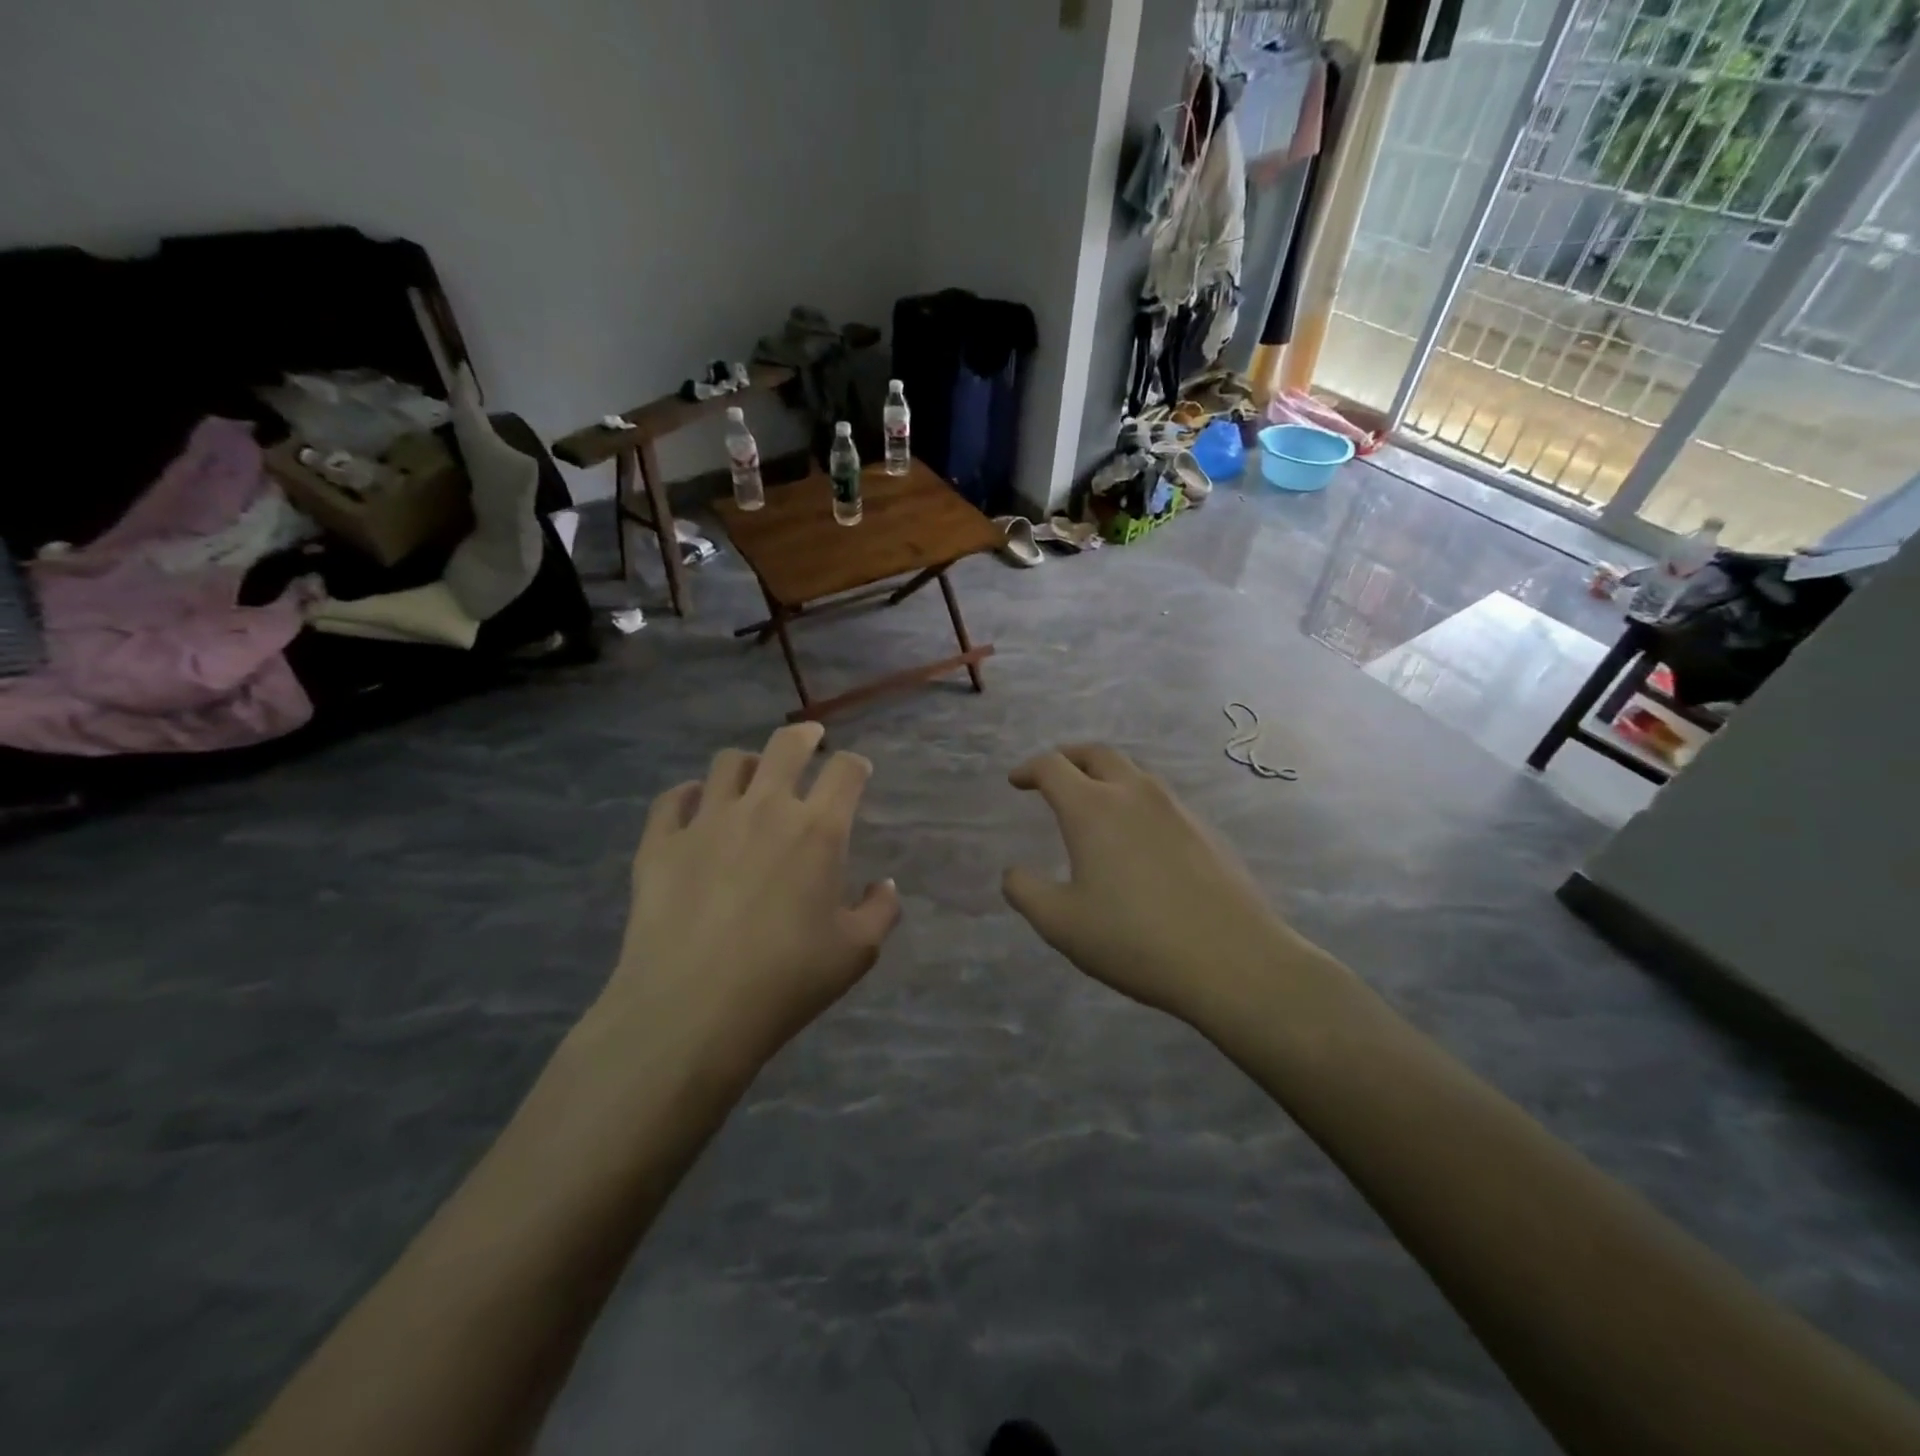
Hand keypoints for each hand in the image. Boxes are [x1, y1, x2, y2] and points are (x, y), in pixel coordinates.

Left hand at [604, 723, 900, 1075]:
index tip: (856, 772)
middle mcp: (764, 808)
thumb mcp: (856, 953)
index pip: (845, 771)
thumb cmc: (786, 980)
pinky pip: (673, 798)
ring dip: (747, 764)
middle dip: (804, 735)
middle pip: (786, 746)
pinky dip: (688, 795)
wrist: (691, 1010)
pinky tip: (693, 807)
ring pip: (727, 763)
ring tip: (751, 778)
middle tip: (809, 738)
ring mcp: (706, 821)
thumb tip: (884, 885)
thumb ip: (880, 911)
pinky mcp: (660, 842)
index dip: (855, 765)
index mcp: (817, 829)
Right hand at [1002, 744, 1318, 1025]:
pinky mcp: (1204, 829)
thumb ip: (1025, 892)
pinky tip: (1136, 837)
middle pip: (1096, 753)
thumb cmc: (1134, 940)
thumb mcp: (1061, 924)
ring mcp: (1175, 808)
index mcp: (1093, 808)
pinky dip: (1135, 800)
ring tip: (1092, 802)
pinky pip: (1160, 799)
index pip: (1053, 766)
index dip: (1029, 769)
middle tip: (1052, 775)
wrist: (1232, 960)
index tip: (1016, 782)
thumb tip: (1013, 873)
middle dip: (1068, 757)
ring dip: (1105, 776)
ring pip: (1133, 773)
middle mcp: (1134, 794)